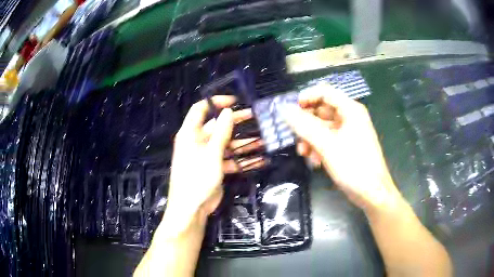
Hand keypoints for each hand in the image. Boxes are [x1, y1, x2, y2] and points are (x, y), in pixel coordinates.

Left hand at [166, 96, 261, 224]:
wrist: (192, 209)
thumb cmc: (196, 178)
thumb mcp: (211, 154)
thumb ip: (220, 132)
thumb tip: (227, 112)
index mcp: (190, 133)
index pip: (201, 109)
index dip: (216, 103)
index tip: (234, 102)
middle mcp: (198, 141)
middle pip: (218, 126)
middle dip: (236, 122)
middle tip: (255, 117)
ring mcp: (207, 155)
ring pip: (226, 143)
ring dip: (243, 142)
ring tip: (262, 139)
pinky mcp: (214, 167)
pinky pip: (229, 159)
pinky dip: (242, 159)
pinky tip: (258, 158)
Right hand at [281, 85, 399, 211]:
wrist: (372, 193)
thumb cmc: (353, 166)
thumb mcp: (327, 145)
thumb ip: (304, 126)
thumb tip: (284, 110)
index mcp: (350, 110)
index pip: (324, 92)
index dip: (306, 97)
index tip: (290, 110)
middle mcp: (350, 117)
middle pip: (322, 109)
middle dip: (306, 123)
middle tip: (295, 136)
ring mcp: (348, 132)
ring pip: (322, 126)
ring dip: (310, 137)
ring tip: (304, 153)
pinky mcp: (346, 145)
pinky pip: (328, 139)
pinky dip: (318, 147)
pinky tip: (315, 161)